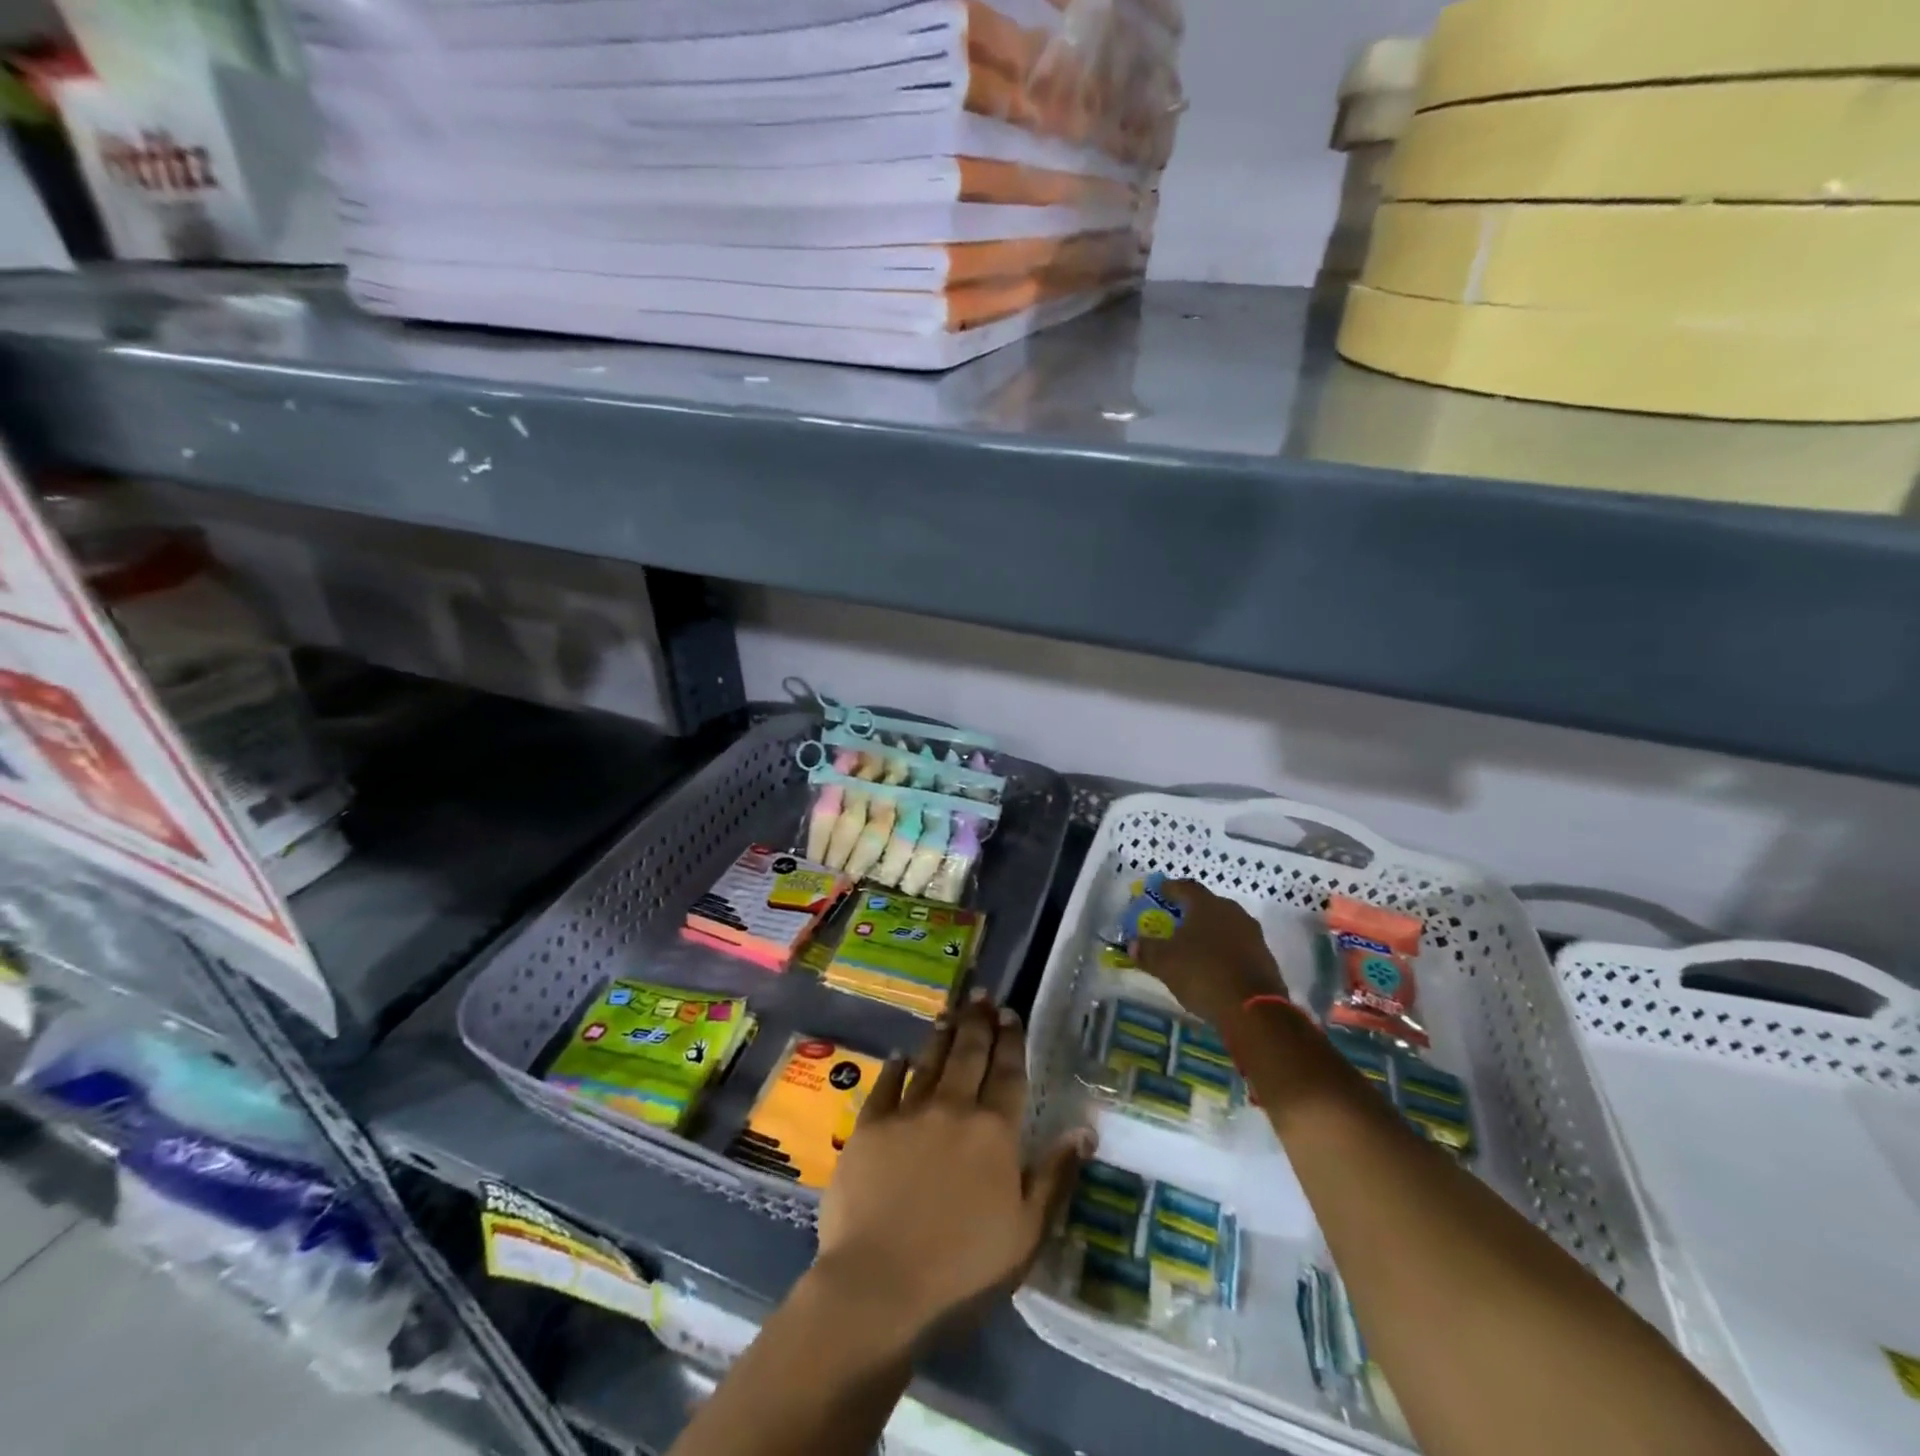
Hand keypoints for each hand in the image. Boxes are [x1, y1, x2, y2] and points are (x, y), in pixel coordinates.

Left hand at [814, 992, 1091, 1340]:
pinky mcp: (870, 1125)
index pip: (1009, 1074)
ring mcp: (908, 1112)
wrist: (880, 1282)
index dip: (1011, 1041)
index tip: (1011, 1014)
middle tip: (981, 996)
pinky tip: (900, 1053)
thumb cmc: (963, 1265)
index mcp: (994, 1131)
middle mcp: (954, 1108)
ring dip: (942, 1035)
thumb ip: (1055, 1176)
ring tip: (950, 1012)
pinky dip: (895, 1066)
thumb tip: (1084, 1129)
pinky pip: (886, 1085)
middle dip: (978, 1022)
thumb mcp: (1026, 1232)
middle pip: (969, 1055)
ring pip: (930, 1061)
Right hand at [1130, 879, 1288, 1026]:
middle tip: (1174, 922)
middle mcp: (1233, 913)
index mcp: (1207, 905)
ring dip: (1209, 933)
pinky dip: (1224, 952)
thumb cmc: (1203, 974)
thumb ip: (1146, 950)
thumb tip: (1132, 944)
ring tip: (1193, 947)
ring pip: (1225, 926)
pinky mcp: (1265, 959)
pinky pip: (1238, 947)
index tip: (1158, 892)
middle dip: (1190, 912)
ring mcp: (1253, 936)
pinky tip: (1213, 967)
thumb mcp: (1164, 963)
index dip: (1170, 888)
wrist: (1254, 1010)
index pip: (1186, 887)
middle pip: (1208, 905)